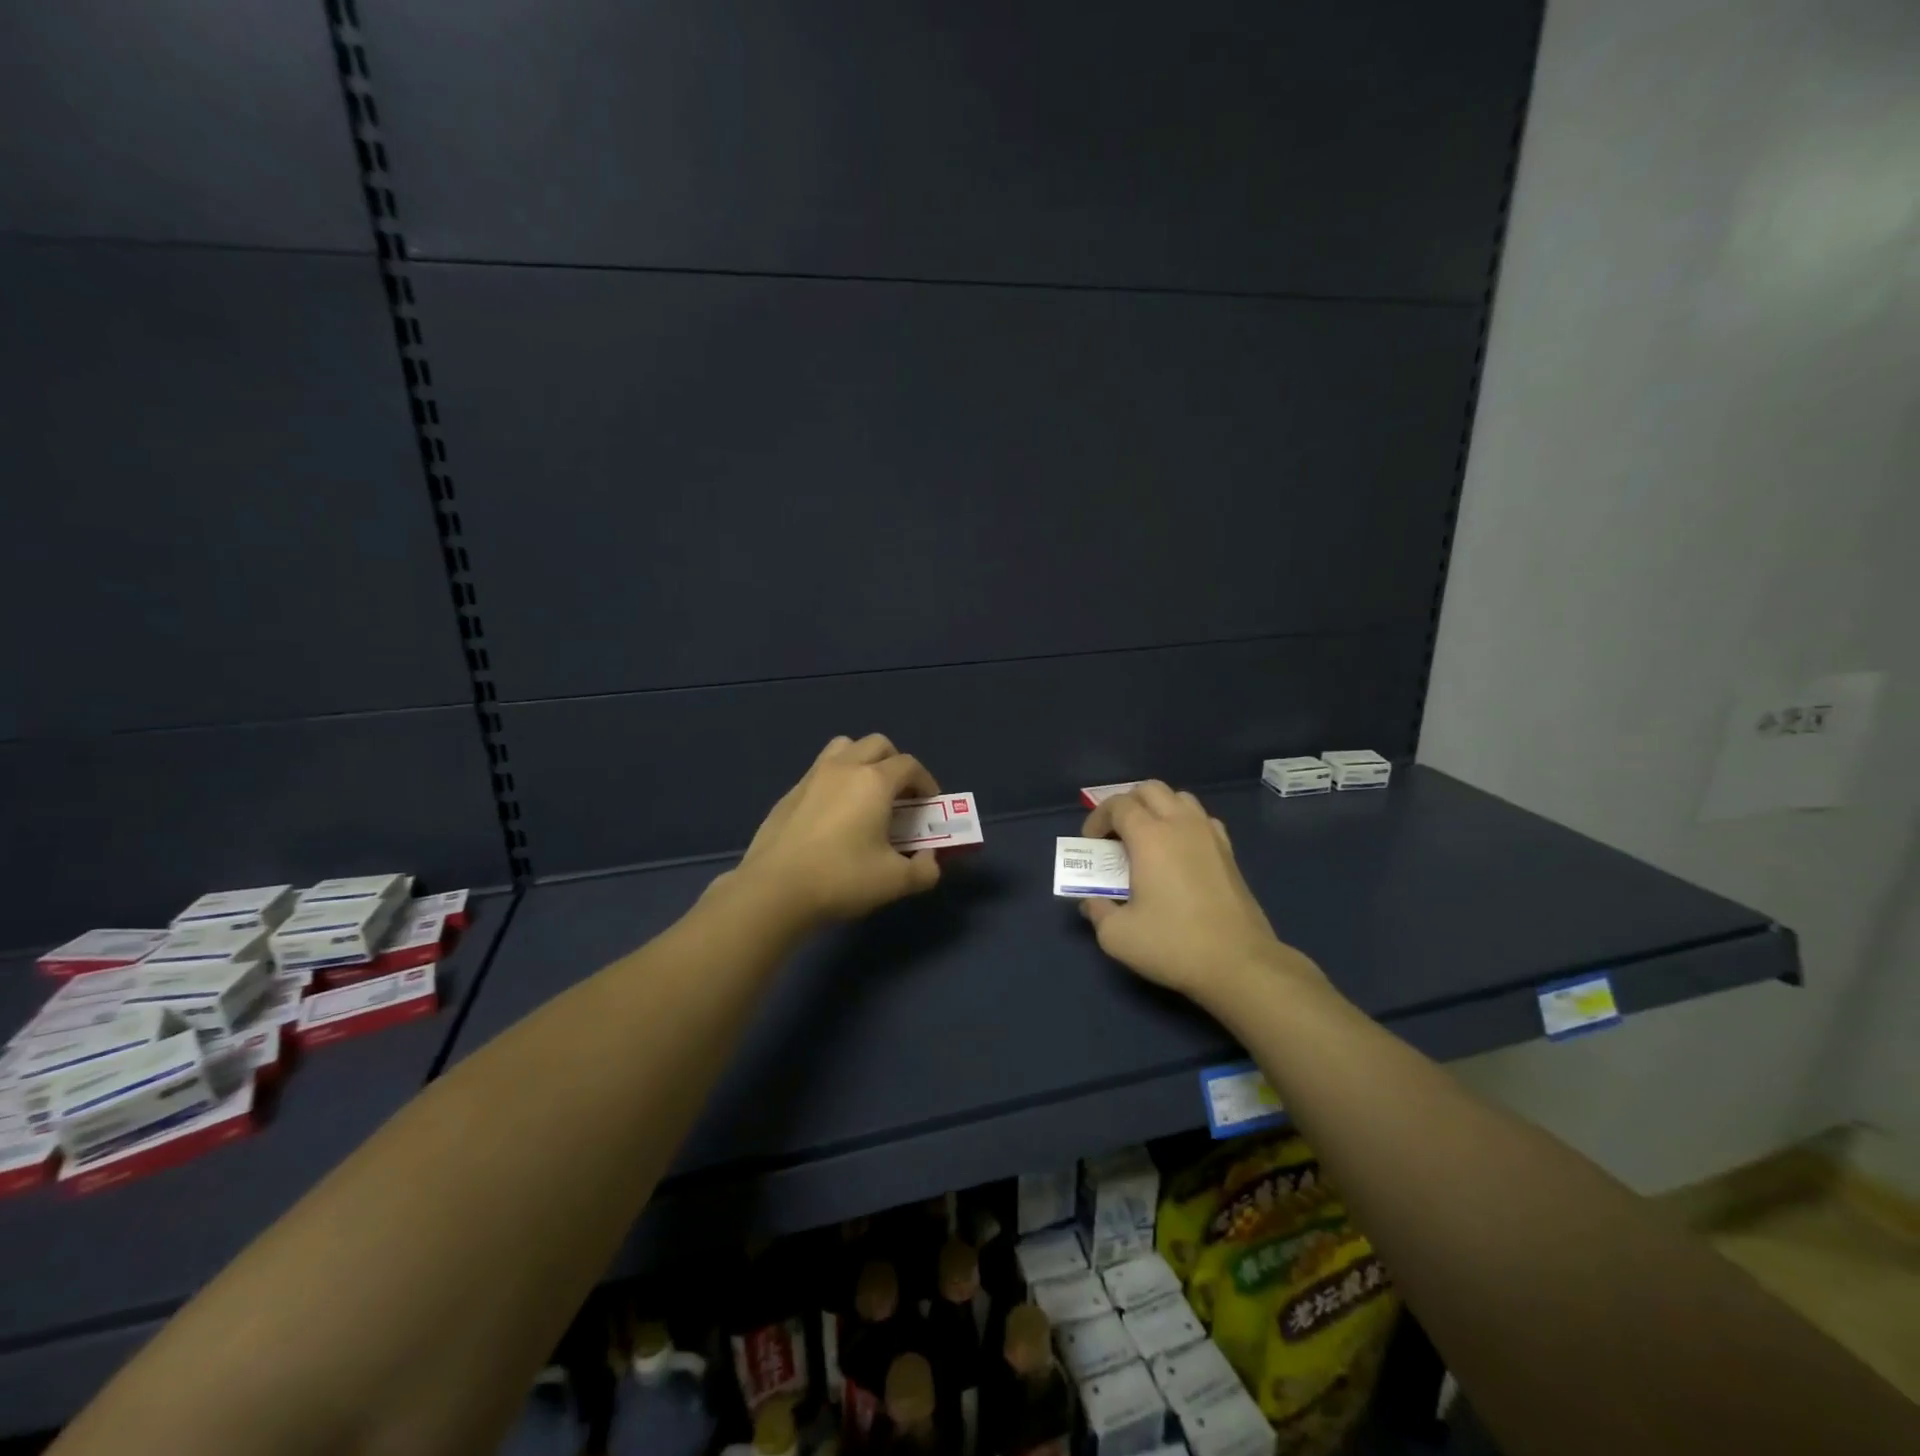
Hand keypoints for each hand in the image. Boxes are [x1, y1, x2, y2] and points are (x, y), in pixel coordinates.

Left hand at [728, 735, 942, 925]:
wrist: (774, 890)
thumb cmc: (841, 879)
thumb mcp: (895, 882)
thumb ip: (924, 870)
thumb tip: (929, 859)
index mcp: (874, 781)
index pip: (909, 765)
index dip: (926, 782)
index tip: (929, 805)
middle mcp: (844, 768)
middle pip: (878, 744)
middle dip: (896, 764)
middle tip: (900, 796)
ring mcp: (812, 777)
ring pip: (845, 748)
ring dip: (862, 761)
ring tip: (866, 794)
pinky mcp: (789, 793)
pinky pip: (820, 771)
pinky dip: (836, 781)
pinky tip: (834, 815)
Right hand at [1079, 782, 1324, 1004]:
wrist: (1238, 963)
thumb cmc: (1173, 944)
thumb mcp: (1117, 936)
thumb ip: (1097, 912)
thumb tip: (1092, 901)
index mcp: (1150, 836)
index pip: (1118, 804)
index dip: (1098, 818)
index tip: (1091, 843)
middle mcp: (1181, 824)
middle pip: (1150, 790)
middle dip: (1127, 804)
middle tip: (1115, 834)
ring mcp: (1210, 835)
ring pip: (1179, 798)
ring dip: (1157, 809)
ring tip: (1146, 838)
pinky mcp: (1229, 852)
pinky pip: (1202, 819)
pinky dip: (1184, 823)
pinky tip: (1179, 851)